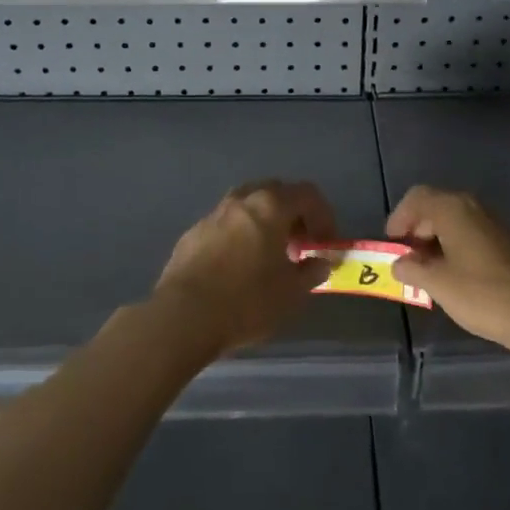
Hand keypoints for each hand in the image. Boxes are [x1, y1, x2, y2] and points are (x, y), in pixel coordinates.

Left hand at [152, 180, 336, 356]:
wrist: (183, 317)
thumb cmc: (247, 301)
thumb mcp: (292, 293)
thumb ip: (312, 272)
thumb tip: (321, 262)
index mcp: (270, 206)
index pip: (308, 194)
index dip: (324, 216)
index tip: (326, 243)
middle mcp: (241, 201)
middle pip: (275, 193)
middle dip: (292, 214)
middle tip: (299, 245)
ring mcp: (212, 215)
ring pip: (246, 207)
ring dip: (263, 223)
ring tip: (269, 256)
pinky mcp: (191, 235)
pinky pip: (224, 226)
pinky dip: (238, 236)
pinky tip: (237, 267)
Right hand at [387, 186, 509, 353]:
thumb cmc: (481, 293)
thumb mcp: (437, 283)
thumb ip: (412, 269)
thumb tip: (399, 263)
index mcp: (452, 209)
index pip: (416, 198)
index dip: (399, 218)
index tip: (392, 245)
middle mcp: (471, 207)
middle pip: (434, 207)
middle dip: (415, 230)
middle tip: (406, 259)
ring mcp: (490, 223)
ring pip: (452, 221)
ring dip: (434, 240)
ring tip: (426, 271)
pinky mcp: (503, 241)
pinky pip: (468, 233)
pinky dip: (453, 247)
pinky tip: (451, 275)